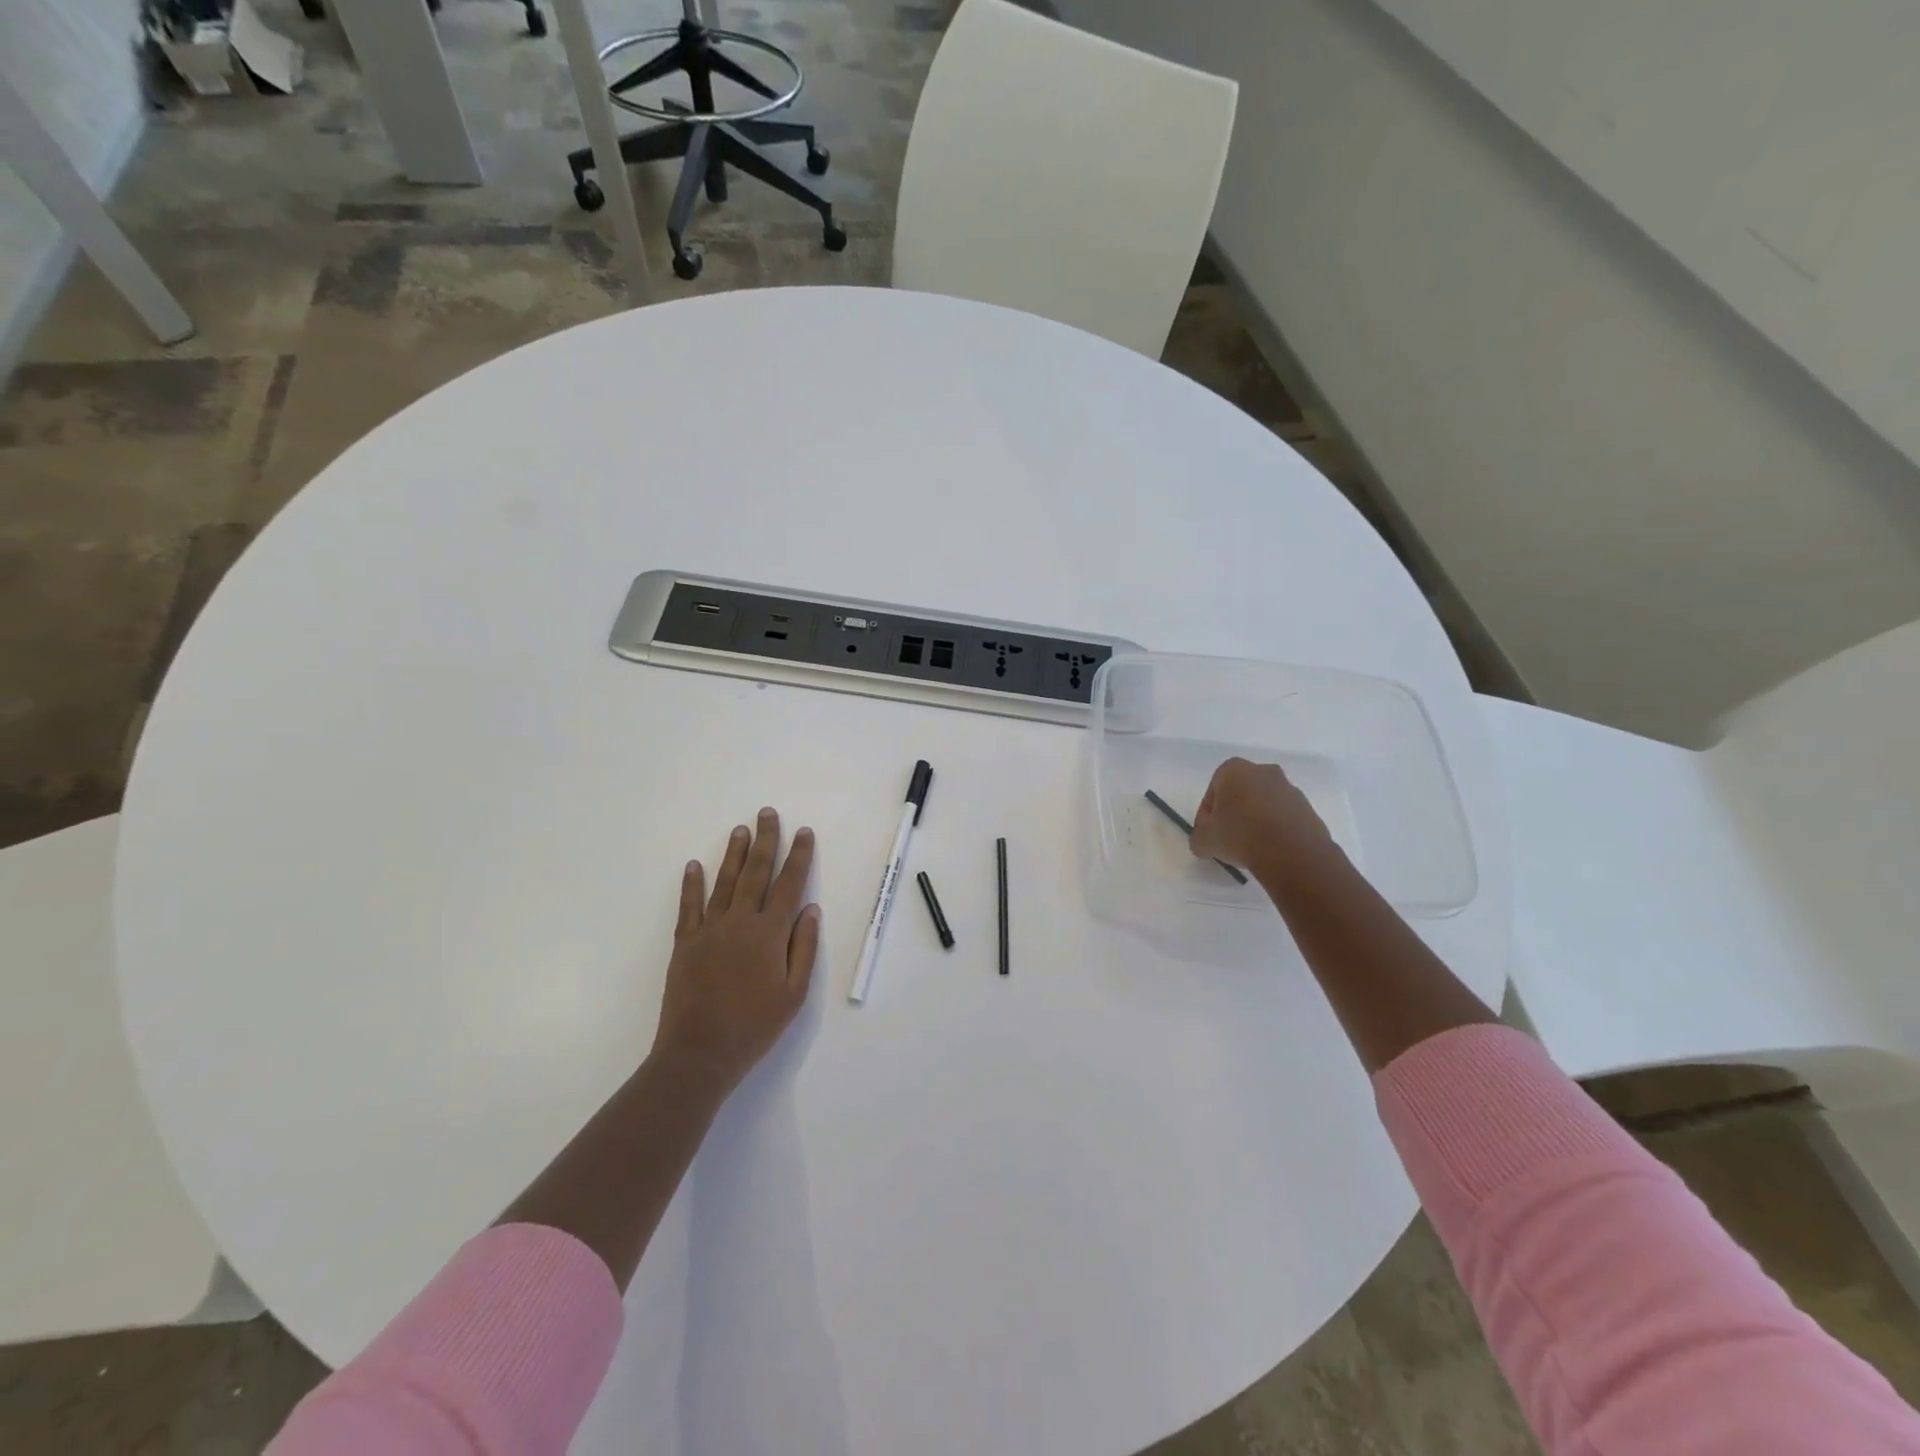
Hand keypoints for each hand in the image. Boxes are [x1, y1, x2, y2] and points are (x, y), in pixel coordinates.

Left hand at [651, 808, 820, 1097]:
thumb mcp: (794, 993)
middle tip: (768, 813)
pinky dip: (692, 884)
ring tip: (741, 829)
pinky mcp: (685, 943)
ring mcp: (709, 930)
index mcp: (769, 934)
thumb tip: (810, 909)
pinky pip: (689, 906)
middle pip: (756, 873)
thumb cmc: (755, 1026)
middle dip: (765, 841)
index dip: (798, 856)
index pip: (789, 885)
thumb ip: (803, 947)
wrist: (699, 1053)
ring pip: (724, 882)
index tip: (803, 832)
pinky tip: (695, 865)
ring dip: (734, 854)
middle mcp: (740, 922)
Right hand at [1189, 757, 1337, 881]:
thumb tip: (1204, 841)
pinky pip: (1284, 817)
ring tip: (1251, 847)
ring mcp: (1289, 788)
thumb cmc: (1240, 836)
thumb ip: (1199, 837)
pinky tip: (1271, 849)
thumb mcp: (1204, 841)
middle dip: (1233, 812)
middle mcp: (1263, 771)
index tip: (1209, 833)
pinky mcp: (1308, 808)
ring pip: (1264, 804)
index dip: (1207, 814)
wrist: (1292, 852)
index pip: (1213, 790)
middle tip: (1228, 838)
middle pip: (1240, 793)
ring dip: (1256, 820)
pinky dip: (1276, 829)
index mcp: (1234, 770)